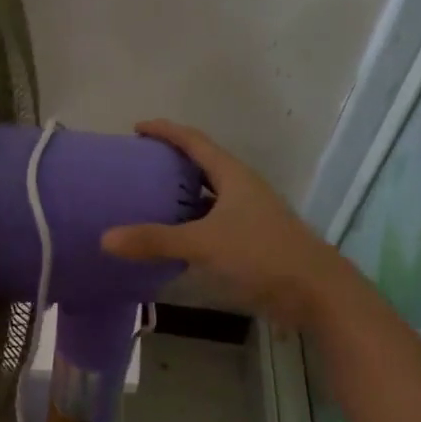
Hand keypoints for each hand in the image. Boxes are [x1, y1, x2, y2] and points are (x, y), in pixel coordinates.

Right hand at [100, 119, 344, 331]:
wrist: (315, 292)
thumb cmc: (262, 254)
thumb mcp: (204, 243)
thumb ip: (155, 240)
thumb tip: (105, 238)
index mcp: (233, 176)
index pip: (195, 142)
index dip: (166, 131)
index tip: (137, 129)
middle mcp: (241, 189)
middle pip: (202, 165)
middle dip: (171, 162)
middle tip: (138, 165)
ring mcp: (248, 215)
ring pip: (207, 197)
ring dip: (180, 196)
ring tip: (147, 199)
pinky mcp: (250, 240)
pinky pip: (211, 223)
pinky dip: (189, 225)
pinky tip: (171, 238)